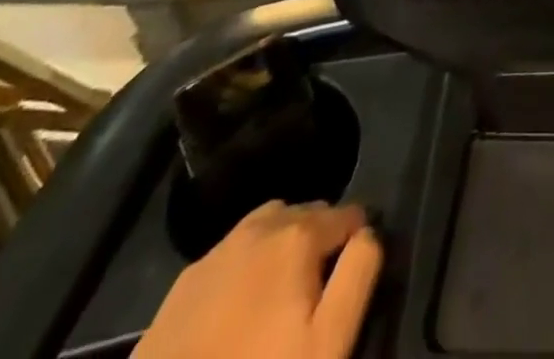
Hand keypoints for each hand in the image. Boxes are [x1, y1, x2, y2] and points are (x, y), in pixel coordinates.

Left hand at [134, 201, 381, 358]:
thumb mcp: (329, 339)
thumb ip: (360, 272)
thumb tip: (368, 233)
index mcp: (300, 232)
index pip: (350, 215)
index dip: (355, 245)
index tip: (345, 285)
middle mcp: (261, 224)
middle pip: (308, 215)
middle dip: (318, 241)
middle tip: (312, 296)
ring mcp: (218, 249)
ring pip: (268, 227)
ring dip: (282, 247)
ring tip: (278, 298)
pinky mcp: (184, 281)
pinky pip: (232, 255)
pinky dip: (245, 268)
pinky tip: (237, 312)